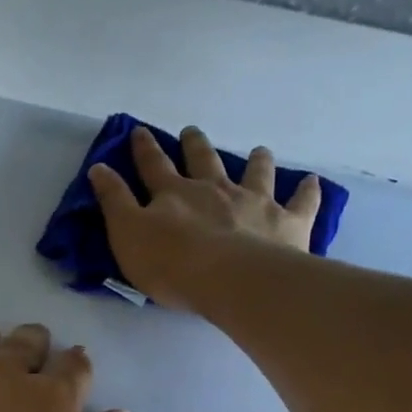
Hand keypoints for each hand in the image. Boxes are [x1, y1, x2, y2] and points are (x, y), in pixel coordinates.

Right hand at [88, 125, 322, 310]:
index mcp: (174, 193)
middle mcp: (215, 189)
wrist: (232, 280)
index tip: (139, 132)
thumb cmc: (172, 264)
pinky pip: (302, 202)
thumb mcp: (127, 235)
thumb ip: (114, 202)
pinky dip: (307, 191)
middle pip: (203, 160)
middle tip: (192, 131)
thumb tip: (98, 168)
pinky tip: (312, 182)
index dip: (144, 149)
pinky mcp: (287, 222)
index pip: (153, 166)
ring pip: (255, 173)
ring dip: (255, 161)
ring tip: (258, 151)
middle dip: (195, 145)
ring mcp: (254, 202)